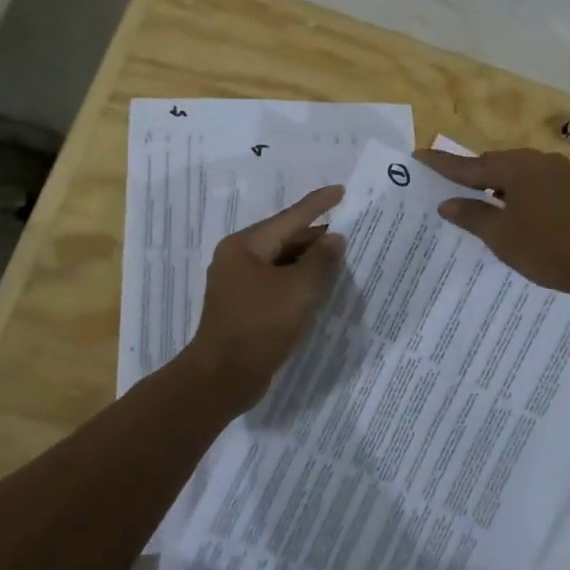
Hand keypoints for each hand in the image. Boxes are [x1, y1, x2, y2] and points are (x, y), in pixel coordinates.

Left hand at [187, 185, 345, 411]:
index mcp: (245, 246)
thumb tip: (334, 238)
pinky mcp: (242, 305)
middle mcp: (237, 258)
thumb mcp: (298, 292)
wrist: (221, 379)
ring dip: (308, 261)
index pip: (290, 218)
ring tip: (340, 257)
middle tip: (349, 230)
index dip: (318, 204)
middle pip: (284, 238)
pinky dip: (297, 281)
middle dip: (315, 236)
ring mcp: (237, 283)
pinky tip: (318, 286)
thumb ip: (321, 261)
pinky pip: (275, 282)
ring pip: (280, 262)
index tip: (341, 190)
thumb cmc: (259, 328)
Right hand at [416, 148, 569, 301]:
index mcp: (518, 167)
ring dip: (495, 185)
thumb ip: (472, 216)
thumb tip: (446, 203)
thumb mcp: (502, 236)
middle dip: (471, 175)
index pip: (471, 165)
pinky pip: (533, 183)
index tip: (418, 156)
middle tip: (446, 186)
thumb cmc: (549, 249)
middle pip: (494, 164)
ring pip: (516, 173)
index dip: (443, 165)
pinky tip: (510, 209)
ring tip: (475, 201)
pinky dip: (515, 192)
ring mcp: (560, 173)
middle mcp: (538, 161)